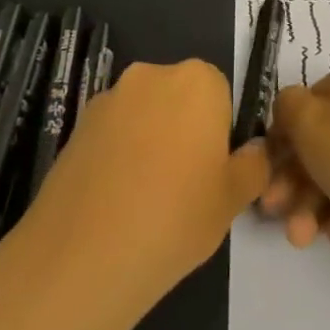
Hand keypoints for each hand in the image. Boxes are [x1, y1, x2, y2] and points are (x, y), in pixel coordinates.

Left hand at [29, 59, 268, 299]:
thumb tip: (254, 152)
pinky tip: (115, 200)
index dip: (220, 130)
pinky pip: (112, 133)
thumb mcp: (233, 199)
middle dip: (183, 129)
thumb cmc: (176, 218)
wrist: (85, 254)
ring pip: (143, 114)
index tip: (214, 169)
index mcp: (198, 81)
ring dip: (148, 140)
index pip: (221, 92)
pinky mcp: (76, 125)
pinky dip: (118, 154)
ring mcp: (109, 98)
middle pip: (179, 97)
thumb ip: (253, 166)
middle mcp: (152, 75)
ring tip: (145, 198)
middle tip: (184, 184)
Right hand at [262, 53, 329, 259]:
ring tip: (301, 237)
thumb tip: (290, 111)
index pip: (311, 101)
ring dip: (314, 206)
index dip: (284, 136)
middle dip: (294, 181)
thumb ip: (286, 107)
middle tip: (272, 210)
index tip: (264, 168)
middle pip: (325, 141)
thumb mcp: (309, 122)